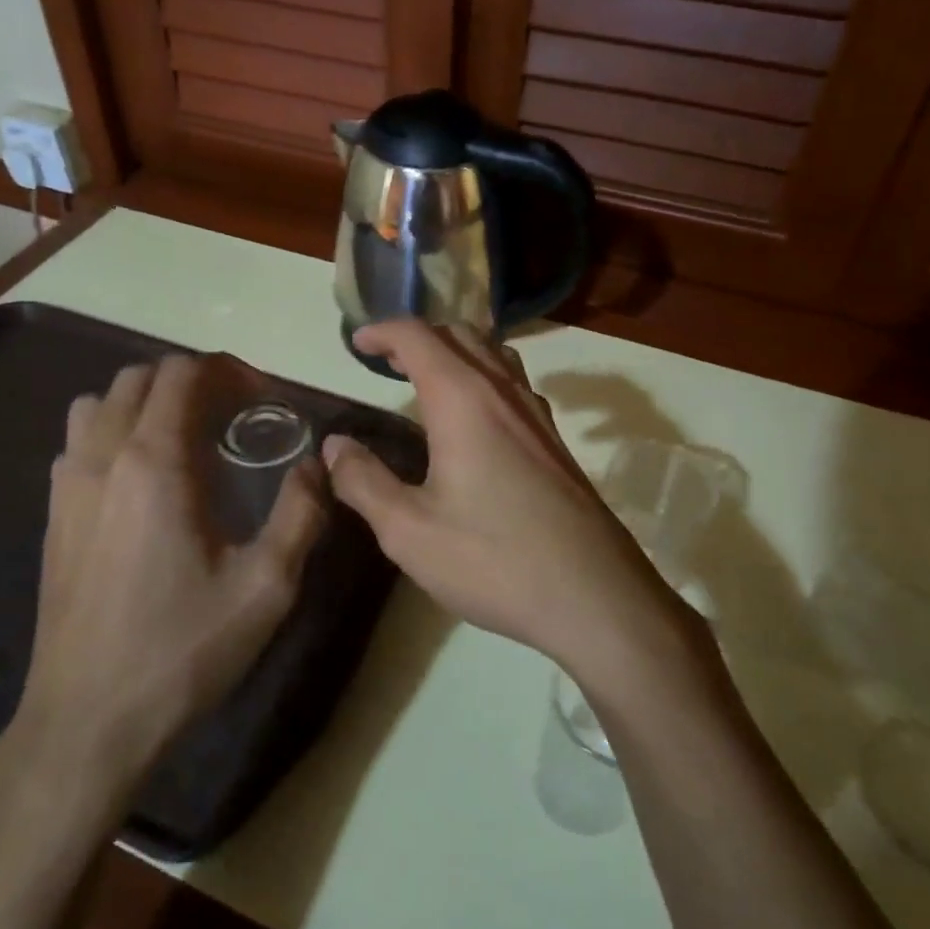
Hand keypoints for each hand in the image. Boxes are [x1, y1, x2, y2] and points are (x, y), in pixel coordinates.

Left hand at [0, 354, 327, 824]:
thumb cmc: (182, 650)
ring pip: (101, 403)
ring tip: (186, 436)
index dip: (228, 370)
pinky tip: (143, 478)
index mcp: (154, 463)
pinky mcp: (54, 515)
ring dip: (147, 401)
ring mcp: (68, 485)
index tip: (263, 398)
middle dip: (192, 380)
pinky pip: (79, 441)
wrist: (87, 722)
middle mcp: (104, 457)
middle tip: (235, 413)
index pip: (182, 373)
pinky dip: (115, 431)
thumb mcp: (266, 587)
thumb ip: (301, 514)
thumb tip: (317, 466)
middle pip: (140, 378)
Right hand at [322, 321, 675, 672]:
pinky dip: (484, 376)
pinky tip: (475, 418)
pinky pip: (514, 383)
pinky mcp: (555, 442)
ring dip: (456, 350)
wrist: (595, 597)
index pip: (418, 337)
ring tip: (428, 378)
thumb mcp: (408, 531)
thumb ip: (364, 482)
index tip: (356, 344)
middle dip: (418, 336)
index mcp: (463, 400)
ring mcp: (537, 415)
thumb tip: (334, 446)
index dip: (382, 331)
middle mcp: (503, 392)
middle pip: (460, 334)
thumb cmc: (494, 560)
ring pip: (494, 354)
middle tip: (385, 360)